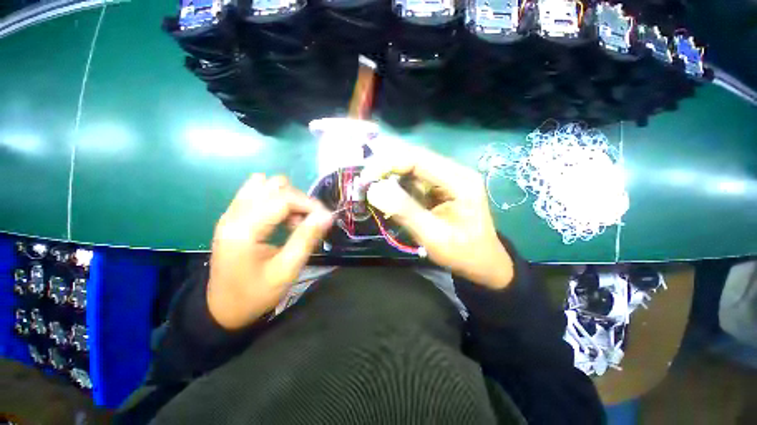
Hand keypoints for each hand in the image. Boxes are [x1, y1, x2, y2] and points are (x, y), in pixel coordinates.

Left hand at [207, 174, 332, 329]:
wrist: (223, 310)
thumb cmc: (255, 294)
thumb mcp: (286, 271)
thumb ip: (307, 239)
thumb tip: (327, 215)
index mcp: (244, 229)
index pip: (283, 198)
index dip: (309, 204)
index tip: (326, 218)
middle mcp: (234, 214)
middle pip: (275, 186)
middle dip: (298, 201)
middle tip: (306, 224)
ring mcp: (231, 213)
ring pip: (266, 184)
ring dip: (287, 198)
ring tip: (293, 222)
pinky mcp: (233, 216)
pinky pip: (257, 192)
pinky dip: (276, 200)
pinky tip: (281, 219)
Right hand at [364, 144, 513, 288]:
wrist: (483, 263)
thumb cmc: (463, 253)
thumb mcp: (433, 237)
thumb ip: (405, 212)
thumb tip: (374, 191)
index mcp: (459, 181)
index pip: (418, 159)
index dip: (388, 164)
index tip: (365, 178)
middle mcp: (455, 172)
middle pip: (414, 159)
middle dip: (386, 168)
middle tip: (364, 182)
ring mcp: (448, 179)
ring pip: (412, 168)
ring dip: (390, 177)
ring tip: (372, 190)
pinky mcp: (441, 188)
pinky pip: (415, 180)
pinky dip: (398, 186)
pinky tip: (388, 196)